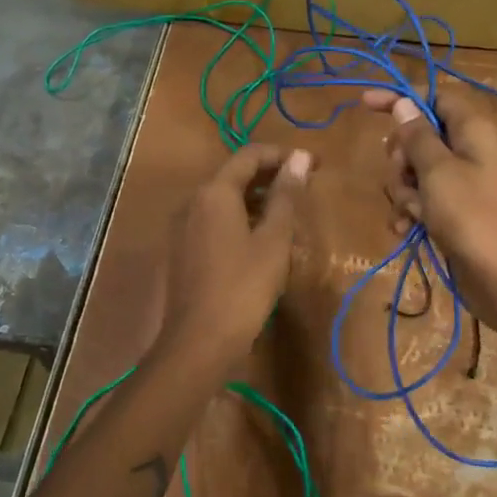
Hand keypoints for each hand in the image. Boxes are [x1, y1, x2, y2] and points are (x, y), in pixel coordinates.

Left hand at [154, 143, 314, 367]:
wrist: (199, 341)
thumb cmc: (243, 287)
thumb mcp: (274, 240)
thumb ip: (286, 196)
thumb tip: (299, 158)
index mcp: (214, 192)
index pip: (250, 155)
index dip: (282, 155)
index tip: (313, 165)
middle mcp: (193, 202)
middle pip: (234, 175)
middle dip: (270, 176)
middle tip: (305, 187)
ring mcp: (183, 227)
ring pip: (224, 200)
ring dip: (256, 199)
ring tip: (288, 213)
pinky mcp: (183, 250)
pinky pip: (215, 221)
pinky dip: (240, 219)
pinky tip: (261, 239)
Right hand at [361, 86, 496, 337]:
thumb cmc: (471, 215)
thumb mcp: (437, 170)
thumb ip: (416, 135)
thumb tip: (403, 102)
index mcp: (471, 129)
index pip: (433, 96)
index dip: (401, 98)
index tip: (365, 104)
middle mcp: (466, 149)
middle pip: (418, 135)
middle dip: (400, 156)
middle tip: (403, 174)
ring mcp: (458, 182)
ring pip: (413, 170)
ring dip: (402, 189)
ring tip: (410, 211)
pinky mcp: (450, 210)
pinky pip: (418, 198)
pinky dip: (409, 210)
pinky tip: (404, 228)